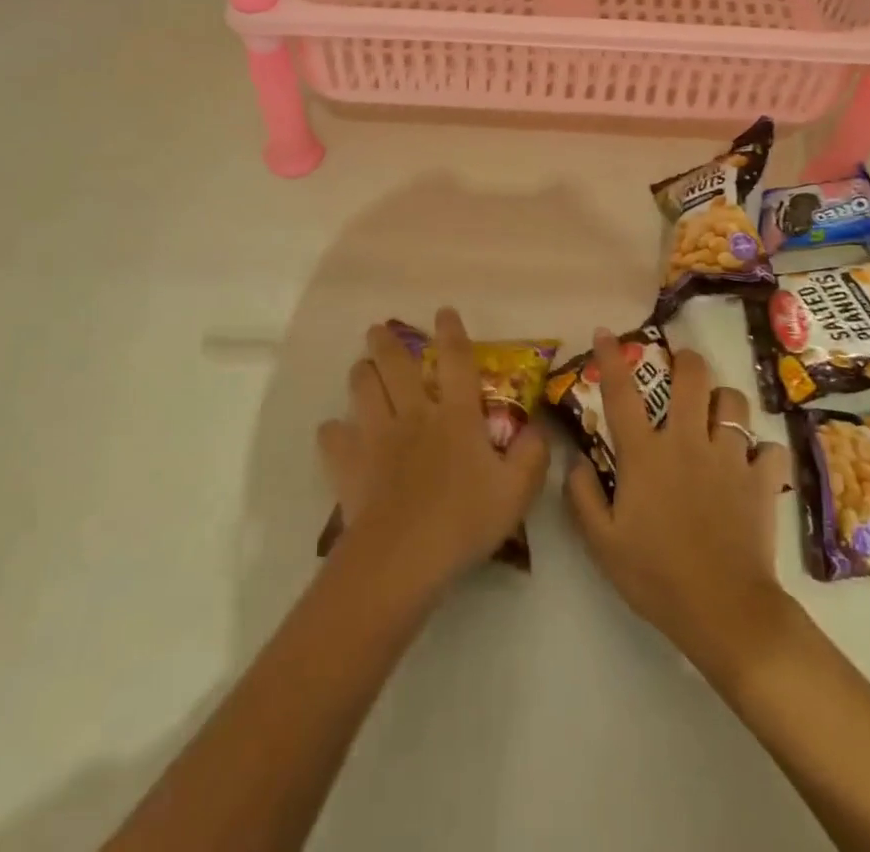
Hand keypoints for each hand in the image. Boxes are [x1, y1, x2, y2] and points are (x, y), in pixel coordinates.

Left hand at [317, 308, 549, 599]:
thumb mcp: (516, 492)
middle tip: (378, 329)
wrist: (403, 557)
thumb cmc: (464, 521)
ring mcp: (377, 435)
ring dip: (361, 373)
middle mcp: (414, 414)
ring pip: (362, 388)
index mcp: (455, 416)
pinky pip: (333, 436)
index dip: (451, 332)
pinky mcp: (349, 462)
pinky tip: (335, 432)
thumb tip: (537, 428)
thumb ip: (532, 456)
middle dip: (386, 342)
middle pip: (396, 365)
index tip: (443, 312)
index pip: (456, 361)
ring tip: (361, 367)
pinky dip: (333, 431)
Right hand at [564, 331, 791, 666]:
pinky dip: (761, 451)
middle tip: (681, 365)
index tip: (605, 332)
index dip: (610, 357)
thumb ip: (583, 495)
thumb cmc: (655, 576)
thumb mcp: (602, 542)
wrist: (724, 612)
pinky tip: (753, 464)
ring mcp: (729, 457)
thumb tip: (578, 459)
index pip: (621, 392)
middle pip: (692, 377)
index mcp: (645, 453)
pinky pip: (769, 449)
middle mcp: (687, 442)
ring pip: (733, 403)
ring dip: (724, 402)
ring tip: (718, 414)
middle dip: (686, 361)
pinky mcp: (762, 480)